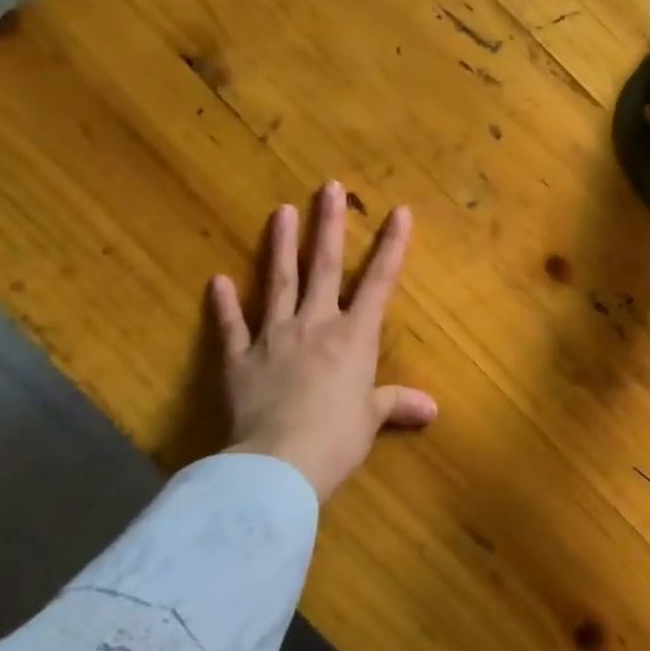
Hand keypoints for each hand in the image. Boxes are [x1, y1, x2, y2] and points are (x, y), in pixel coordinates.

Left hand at [211, 181, 436, 501]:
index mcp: (353, 336)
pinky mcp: (240, 359)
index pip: (379, 282)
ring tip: (281, 210)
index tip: (399, 211)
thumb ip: (397, 404)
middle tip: (328, 186)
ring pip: (279, 281)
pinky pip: (232, 326)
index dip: (392, 246)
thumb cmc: (336, 438)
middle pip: (325, 266)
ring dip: (281, 245)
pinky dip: (224, 304)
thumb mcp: (371, 420)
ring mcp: (274, 337)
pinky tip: (217, 280)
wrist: (278, 464)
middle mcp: (315, 324)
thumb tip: (432, 408)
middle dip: (329, 224)